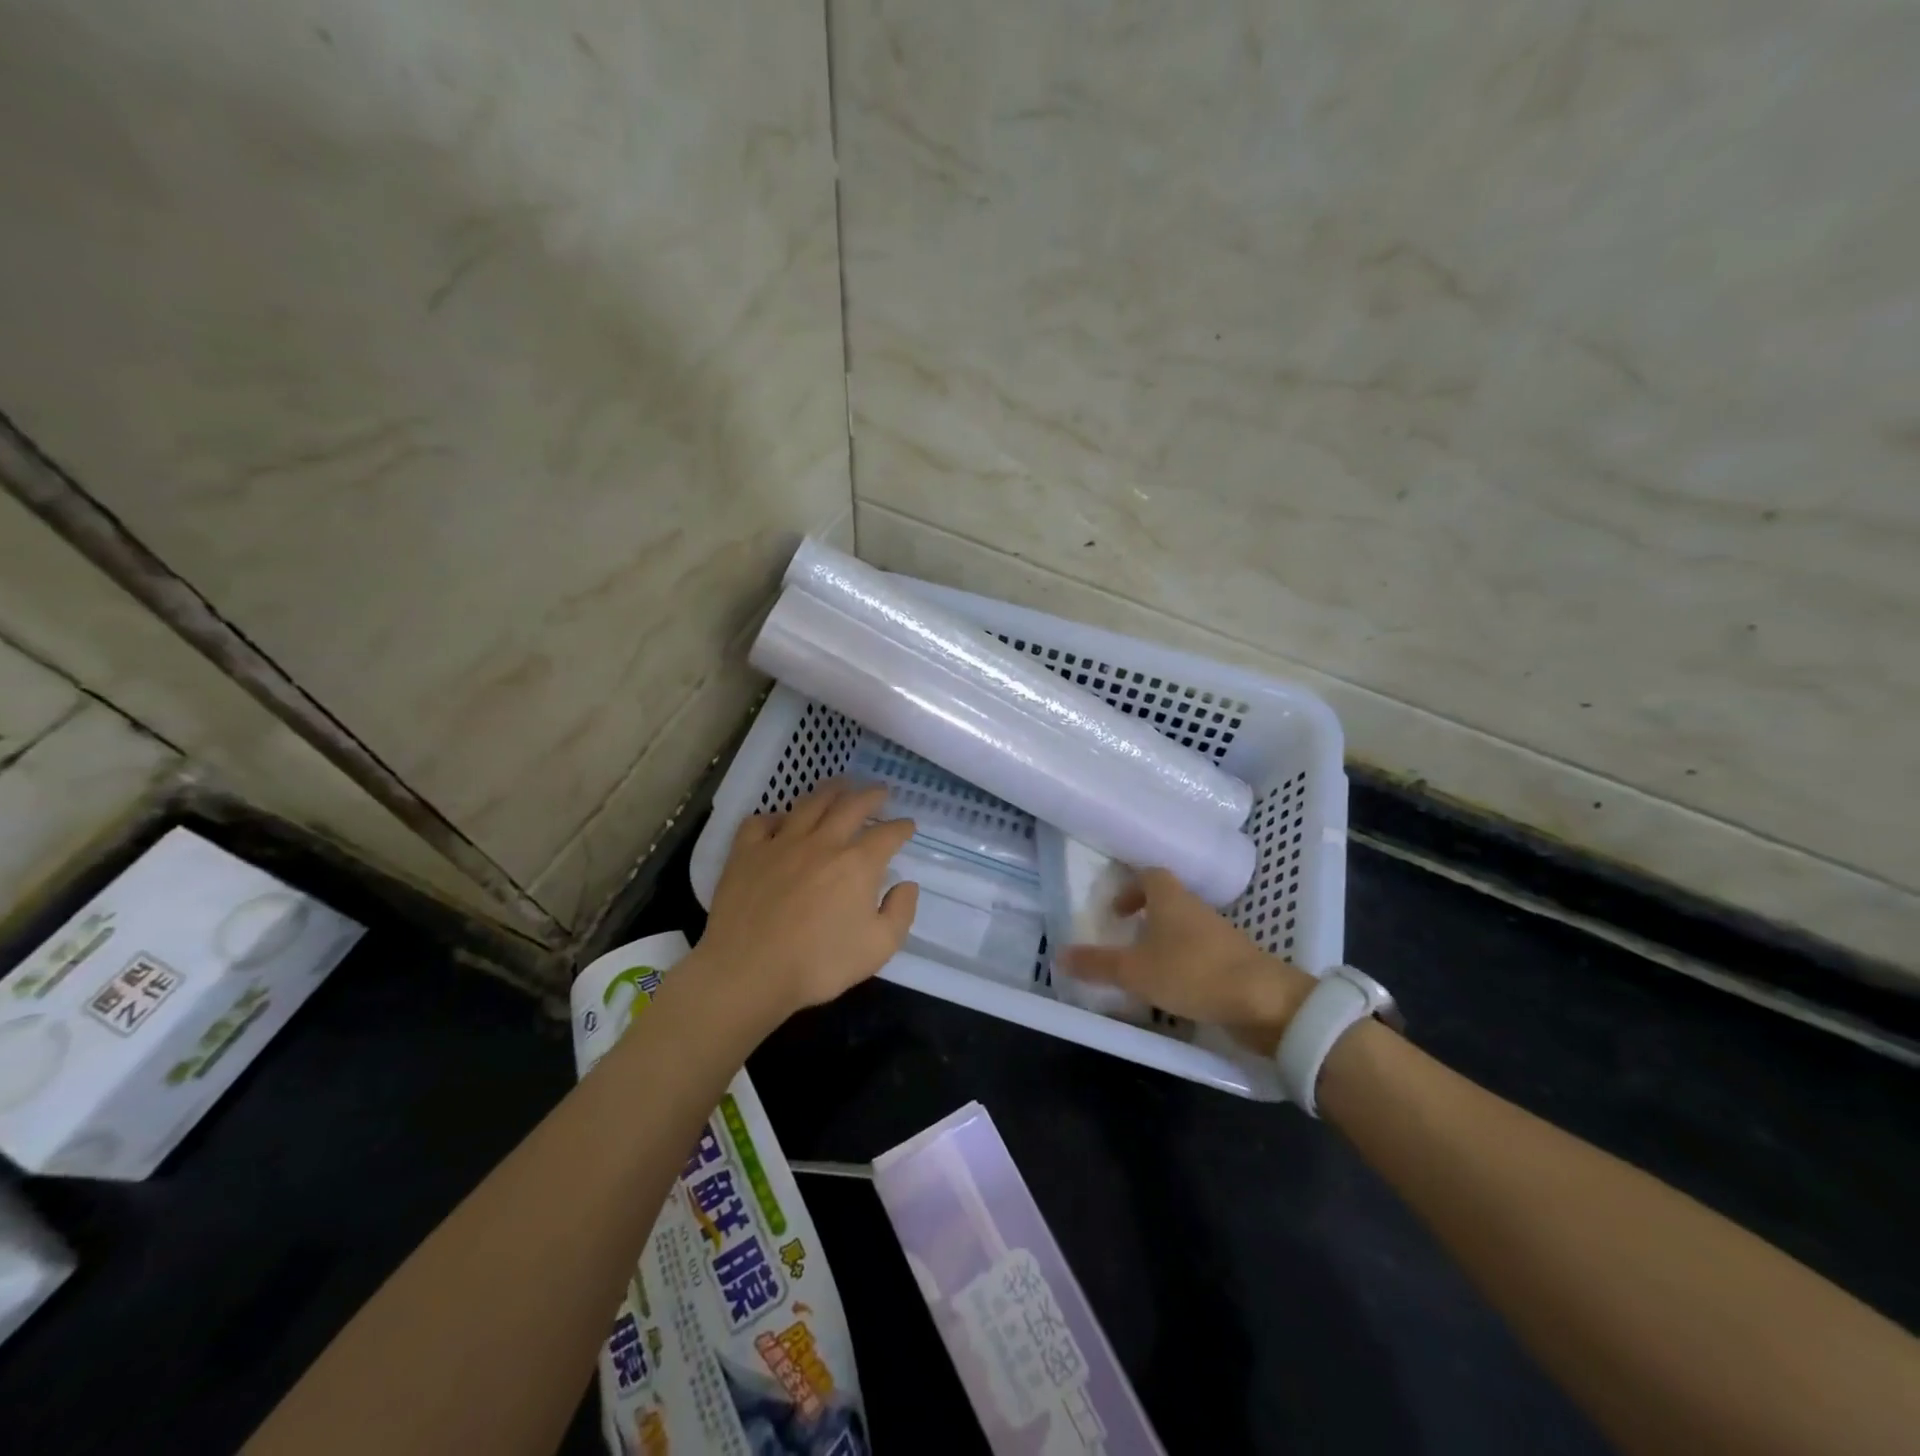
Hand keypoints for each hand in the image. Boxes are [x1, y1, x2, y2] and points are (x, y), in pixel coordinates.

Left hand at [695, 781, 918, 1020]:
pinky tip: (780, 821)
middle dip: (871, 796)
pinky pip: (760, 822)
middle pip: (851, 806)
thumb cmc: (818, 964)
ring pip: (810, 804)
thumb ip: (900, 912)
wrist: (748, 971)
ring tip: (840, 784)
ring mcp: (781, 843)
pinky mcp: (747, 852)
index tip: (908, 826)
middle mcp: (823, 843)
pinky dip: (774, 817)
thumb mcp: (878, 948)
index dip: (902, 827)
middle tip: (880, 791)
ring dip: (830, 790)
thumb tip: (907, 884)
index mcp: (858, 864)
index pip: (888, 835)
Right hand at [1057, 868, 1313, 1053]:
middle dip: (1145, 916)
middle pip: (1168, 901)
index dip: (1130, 887)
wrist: (1264, 1002)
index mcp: (1172, 899)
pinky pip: (1200, 953)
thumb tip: (1058, 955)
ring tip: (1144, 968)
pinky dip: (1183, 964)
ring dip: (1164, 942)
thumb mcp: (1135, 971)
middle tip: (1125, 938)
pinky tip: (1173, 990)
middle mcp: (1196, 910)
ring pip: (1184, 928)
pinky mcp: (1234, 962)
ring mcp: (1219, 936)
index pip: (1150, 875)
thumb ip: (1097, 964)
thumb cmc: (1193, 972)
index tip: (1115, 910)